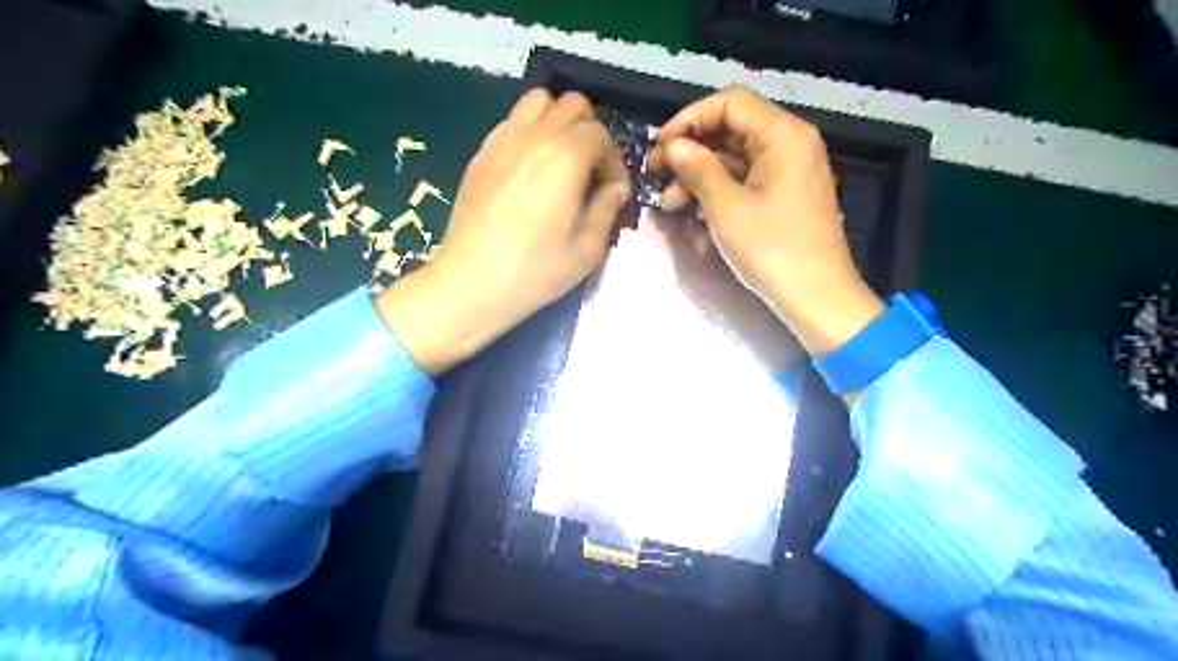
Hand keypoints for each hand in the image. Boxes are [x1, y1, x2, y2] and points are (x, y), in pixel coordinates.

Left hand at [380, 87, 633, 372]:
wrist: (473, 281)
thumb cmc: (536, 269)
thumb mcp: (588, 247)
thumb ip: (608, 207)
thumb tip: (616, 187)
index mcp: (567, 155)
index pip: (602, 134)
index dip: (613, 162)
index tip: (610, 192)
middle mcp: (535, 135)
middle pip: (572, 104)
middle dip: (589, 132)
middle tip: (588, 171)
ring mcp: (503, 139)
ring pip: (538, 101)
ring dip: (557, 122)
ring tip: (559, 161)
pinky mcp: (481, 153)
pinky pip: (511, 122)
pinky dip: (529, 132)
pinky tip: (529, 170)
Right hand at [644, 89, 883, 356]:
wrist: (815, 298)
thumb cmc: (772, 249)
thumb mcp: (726, 208)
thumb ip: (698, 168)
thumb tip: (673, 146)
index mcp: (783, 135)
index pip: (729, 103)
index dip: (689, 119)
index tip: (660, 146)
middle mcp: (789, 144)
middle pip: (731, 130)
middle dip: (690, 151)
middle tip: (655, 174)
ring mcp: (788, 172)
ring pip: (734, 159)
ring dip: (699, 176)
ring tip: (668, 203)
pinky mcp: (783, 196)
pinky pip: (745, 181)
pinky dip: (718, 192)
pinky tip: (693, 212)